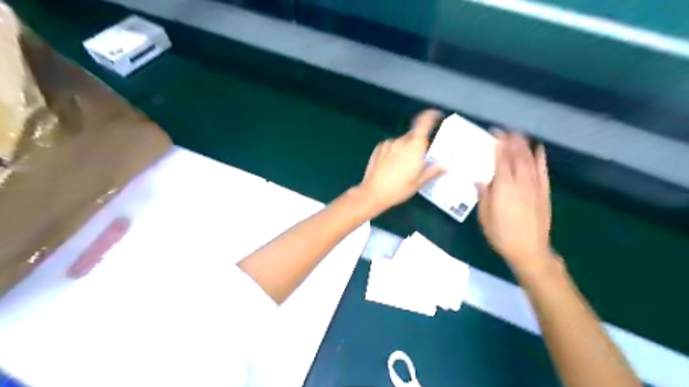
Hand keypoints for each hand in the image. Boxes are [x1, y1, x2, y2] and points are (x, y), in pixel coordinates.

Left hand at [355, 109, 447, 210]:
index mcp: (415, 147)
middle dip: (419, 144)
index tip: (436, 116)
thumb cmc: (398, 189)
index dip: (430, 116)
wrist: (372, 193)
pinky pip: (391, 146)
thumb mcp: (419, 182)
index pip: (424, 123)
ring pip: (402, 142)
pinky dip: (395, 152)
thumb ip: (434, 170)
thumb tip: (447, 166)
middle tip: (420, 159)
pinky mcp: (379, 148)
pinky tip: (392, 167)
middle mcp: (402, 141)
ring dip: (406, 149)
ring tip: (403, 167)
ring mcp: (389, 144)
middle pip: (414, 136)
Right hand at [480, 132, 551, 276]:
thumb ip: (483, 194)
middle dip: (512, 141)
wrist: (529, 249)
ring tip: (519, 135)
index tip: (495, 134)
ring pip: (530, 160)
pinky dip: (541, 159)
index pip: (501, 160)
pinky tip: (539, 149)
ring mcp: (535, 186)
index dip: (498, 145)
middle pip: (517, 156)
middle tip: (506, 131)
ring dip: (525, 146)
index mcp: (504, 187)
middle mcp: (521, 182)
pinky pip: (543, 171)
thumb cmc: (501, 233)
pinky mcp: (544, 192)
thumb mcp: (484, 215)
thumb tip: (479, 179)